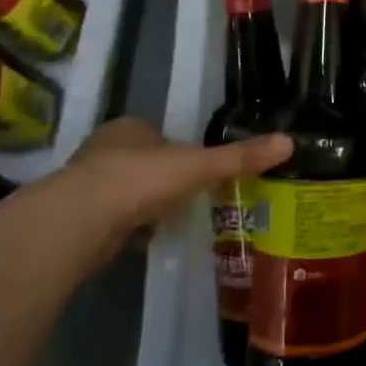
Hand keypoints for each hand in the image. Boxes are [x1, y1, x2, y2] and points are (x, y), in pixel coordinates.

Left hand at [60, 117, 292, 238]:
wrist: (77, 223)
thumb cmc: (139, 180)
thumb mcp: (199, 166)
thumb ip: (240, 157)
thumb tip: (289, 141)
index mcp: (129, 127)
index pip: (160, 133)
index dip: (180, 148)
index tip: (199, 168)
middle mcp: (103, 149)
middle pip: (143, 161)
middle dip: (163, 178)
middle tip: (190, 195)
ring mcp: (85, 184)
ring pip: (126, 190)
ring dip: (145, 203)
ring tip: (172, 219)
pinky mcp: (77, 218)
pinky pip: (113, 218)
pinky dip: (129, 227)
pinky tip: (146, 238)